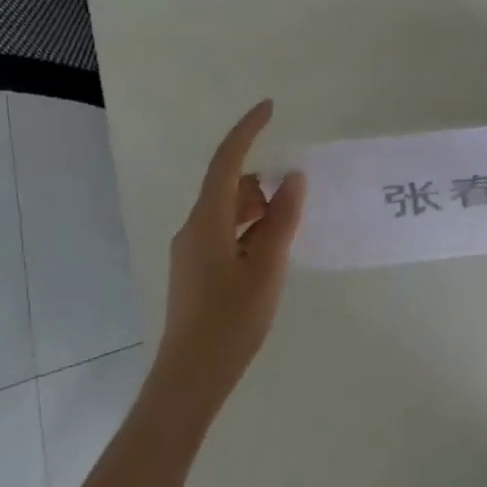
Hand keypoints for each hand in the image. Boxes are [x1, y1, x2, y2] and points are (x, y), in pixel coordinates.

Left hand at [157, 100, 307, 402]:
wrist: (190, 378)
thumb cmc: (232, 322)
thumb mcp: (267, 268)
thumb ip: (282, 220)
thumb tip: (293, 179)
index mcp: (208, 221)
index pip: (227, 161)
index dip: (248, 131)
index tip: (270, 107)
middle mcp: (194, 227)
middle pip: (228, 185)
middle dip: (262, 180)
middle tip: (296, 195)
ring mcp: (191, 249)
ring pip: (228, 210)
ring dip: (257, 207)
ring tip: (288, 229)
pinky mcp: (195, 269)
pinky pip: (225, 231)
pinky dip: (249, 228)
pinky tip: (269, 252)